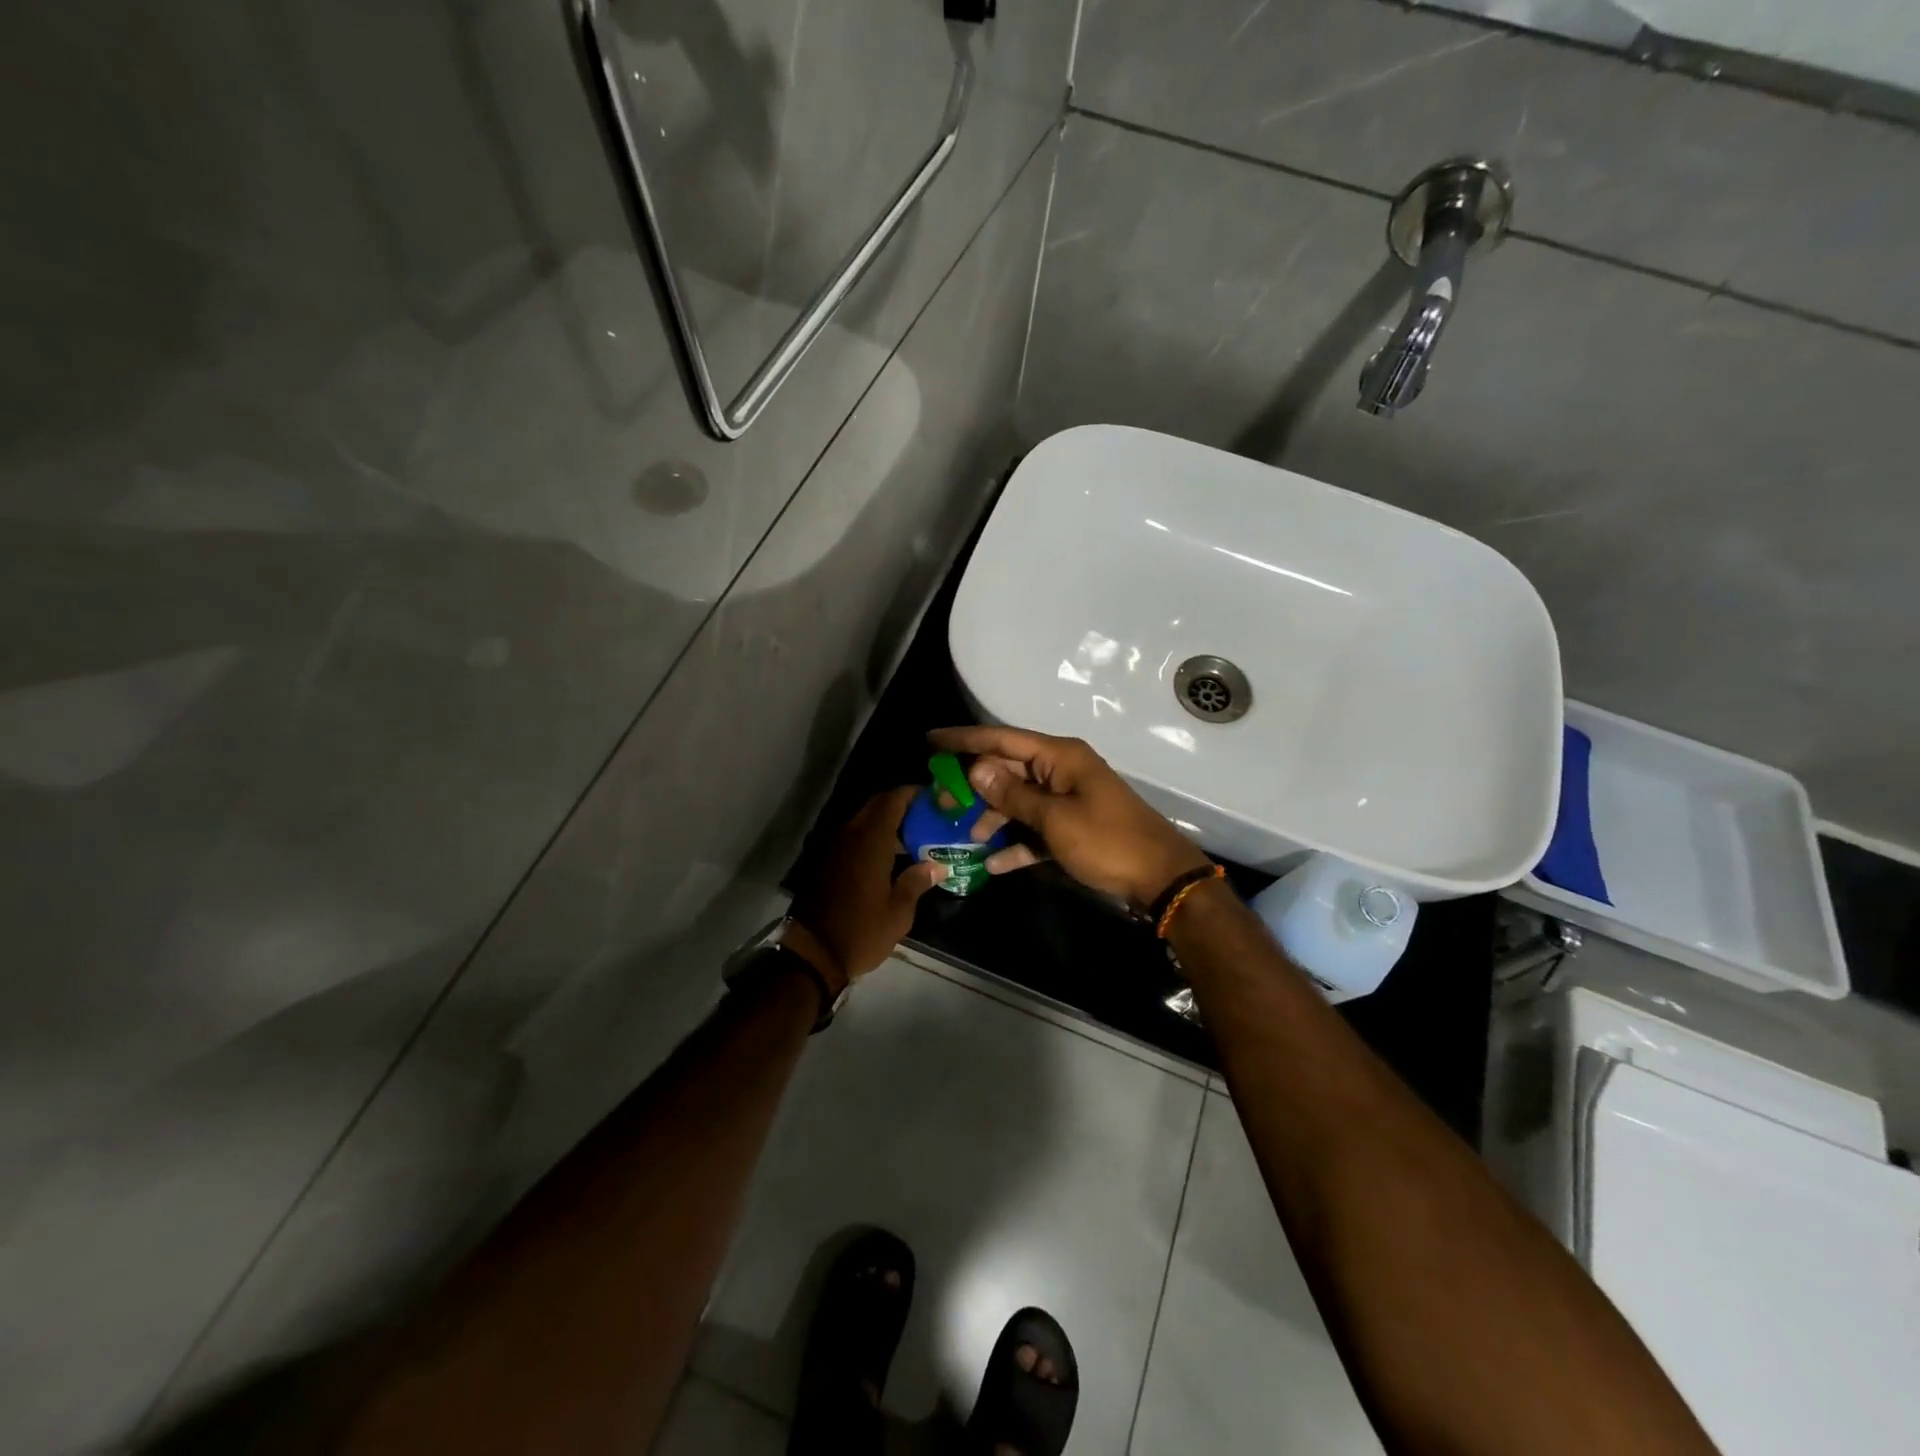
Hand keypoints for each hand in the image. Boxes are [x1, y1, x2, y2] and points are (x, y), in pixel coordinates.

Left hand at [789, 787, 944, 986]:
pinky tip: (890, 857)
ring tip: (913, 838)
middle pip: (876, 806)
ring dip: (886, 823)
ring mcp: (835, 848)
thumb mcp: (898, 912)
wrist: (813, 954)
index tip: (933, 798)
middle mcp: (850, 836)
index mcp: (870, 841)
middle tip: (926, 818)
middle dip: (901, 805)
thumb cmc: (861, 932)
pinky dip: (872, 838)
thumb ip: (917, 882)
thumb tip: (936, 865)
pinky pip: (853, 837)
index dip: (912, 793)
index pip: (892, 800)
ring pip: (863, 821)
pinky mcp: (827, 862)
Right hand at [927, 727, 1212, 908]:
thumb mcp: (1055, 819)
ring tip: (964, 837)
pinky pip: (1036, 828)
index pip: (1002, 739)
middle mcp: (1062, 770)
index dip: (964, 739)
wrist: (1161, 878)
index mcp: (1060, 756)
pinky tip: (993, 864)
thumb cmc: (1107, 842)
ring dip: (993, 817)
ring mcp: (1068, 799)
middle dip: (974, 786)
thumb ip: (1013, 794)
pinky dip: (1016, 843)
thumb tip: (976, 768)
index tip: (930, 741)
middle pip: (1008, 770)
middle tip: (941, 800)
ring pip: (1019, 800)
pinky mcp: (1073, 827)